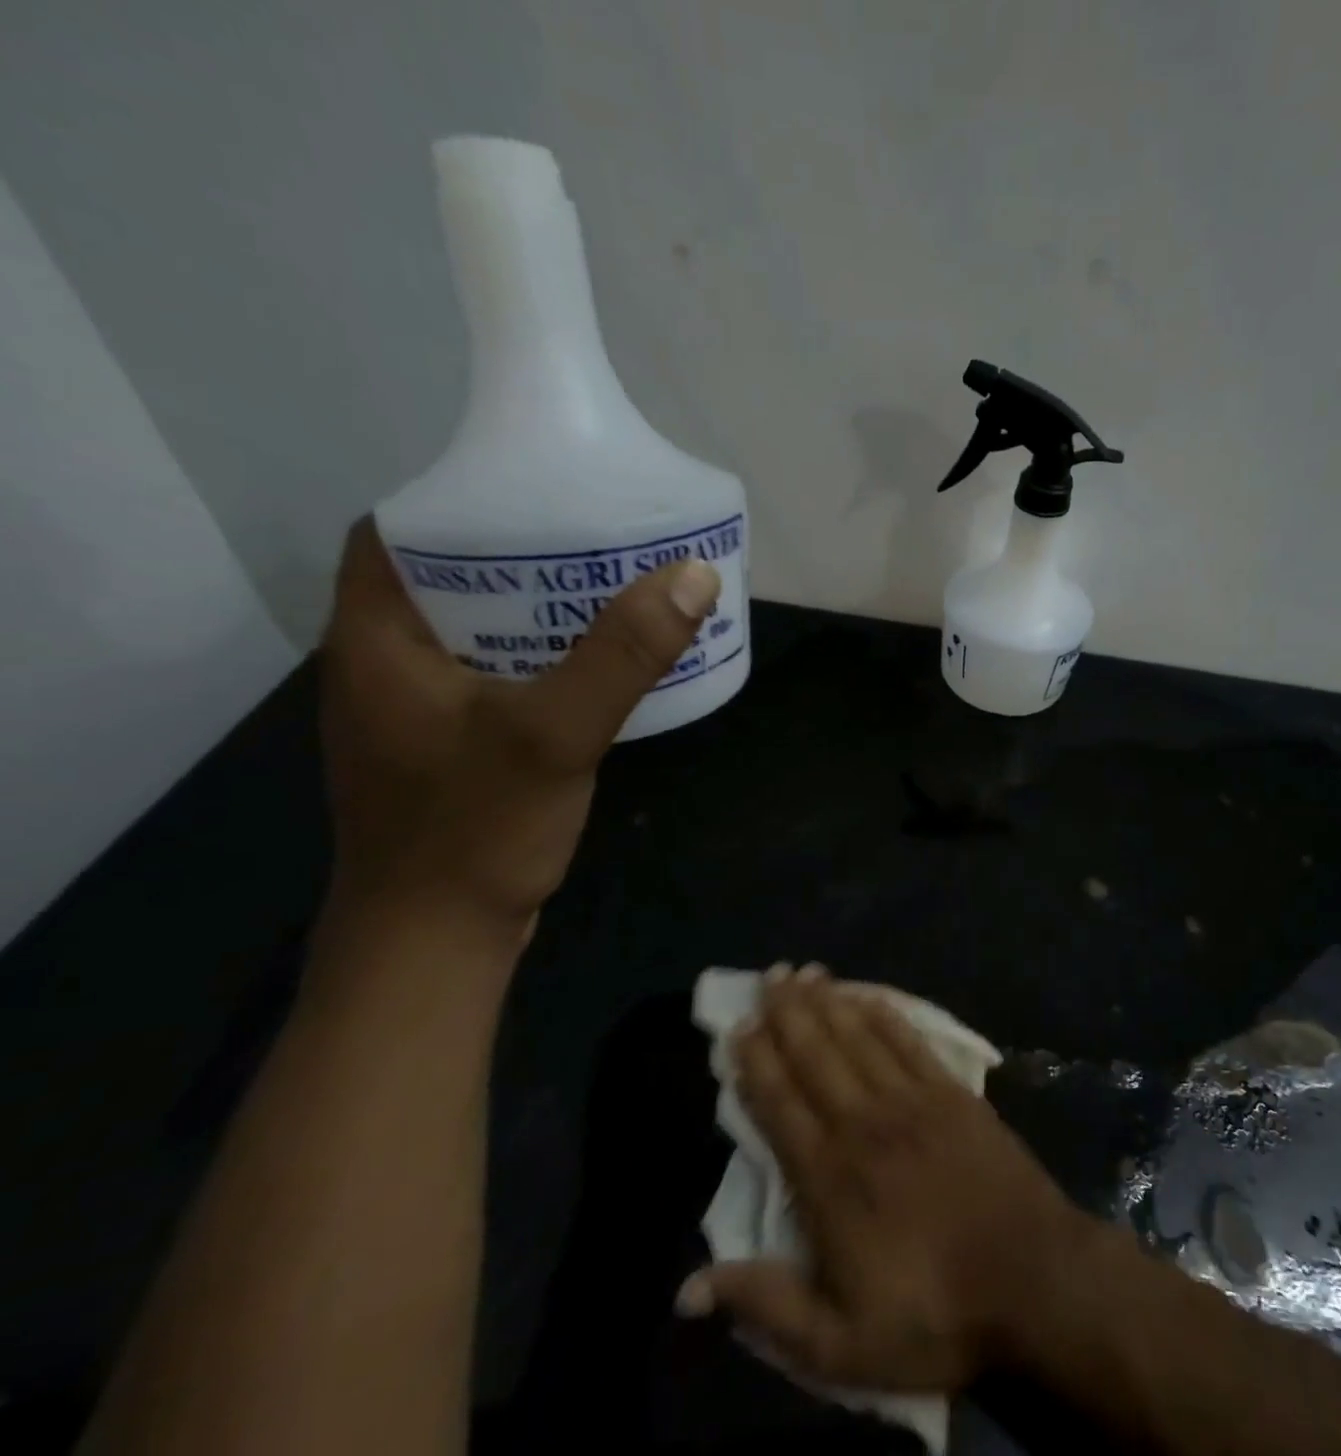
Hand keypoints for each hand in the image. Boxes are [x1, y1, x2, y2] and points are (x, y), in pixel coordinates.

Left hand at [319, 519, 717, 936]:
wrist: (437, 943)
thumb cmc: (475, 831)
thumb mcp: (553, 734)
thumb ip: (622, 655)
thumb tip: (693, 575)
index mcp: (376, 639)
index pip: (398, 534)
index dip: (464, 503)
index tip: (539, 493)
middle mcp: (384, 665)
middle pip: (448, 580)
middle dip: (520, 555)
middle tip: (598, 539)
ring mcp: (418, 712)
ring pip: (478, 633)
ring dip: (537, 611)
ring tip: (611, 591)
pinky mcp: (452, 748)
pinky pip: (498, 679)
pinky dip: (543, 661)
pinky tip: (598, 668)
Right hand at [677, 966, 1094, 1391]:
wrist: (1033, 1279)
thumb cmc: (935, 1315)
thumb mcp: (840, 1344)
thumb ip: (767, 1306)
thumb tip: (688, 1287)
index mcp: (830, 1178)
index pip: (780, 1105)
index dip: (756, 1063)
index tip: (738, 1027)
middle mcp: (865, 1123)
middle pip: (816, 1055)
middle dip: (788, 1013)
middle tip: (768, 976)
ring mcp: (912, 1100)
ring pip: (859, 1037)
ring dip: (829, 1002)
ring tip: (805, 973)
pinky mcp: (952, 1092)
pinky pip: (909, 1041)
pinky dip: (885, 1014)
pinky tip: (868, 996)